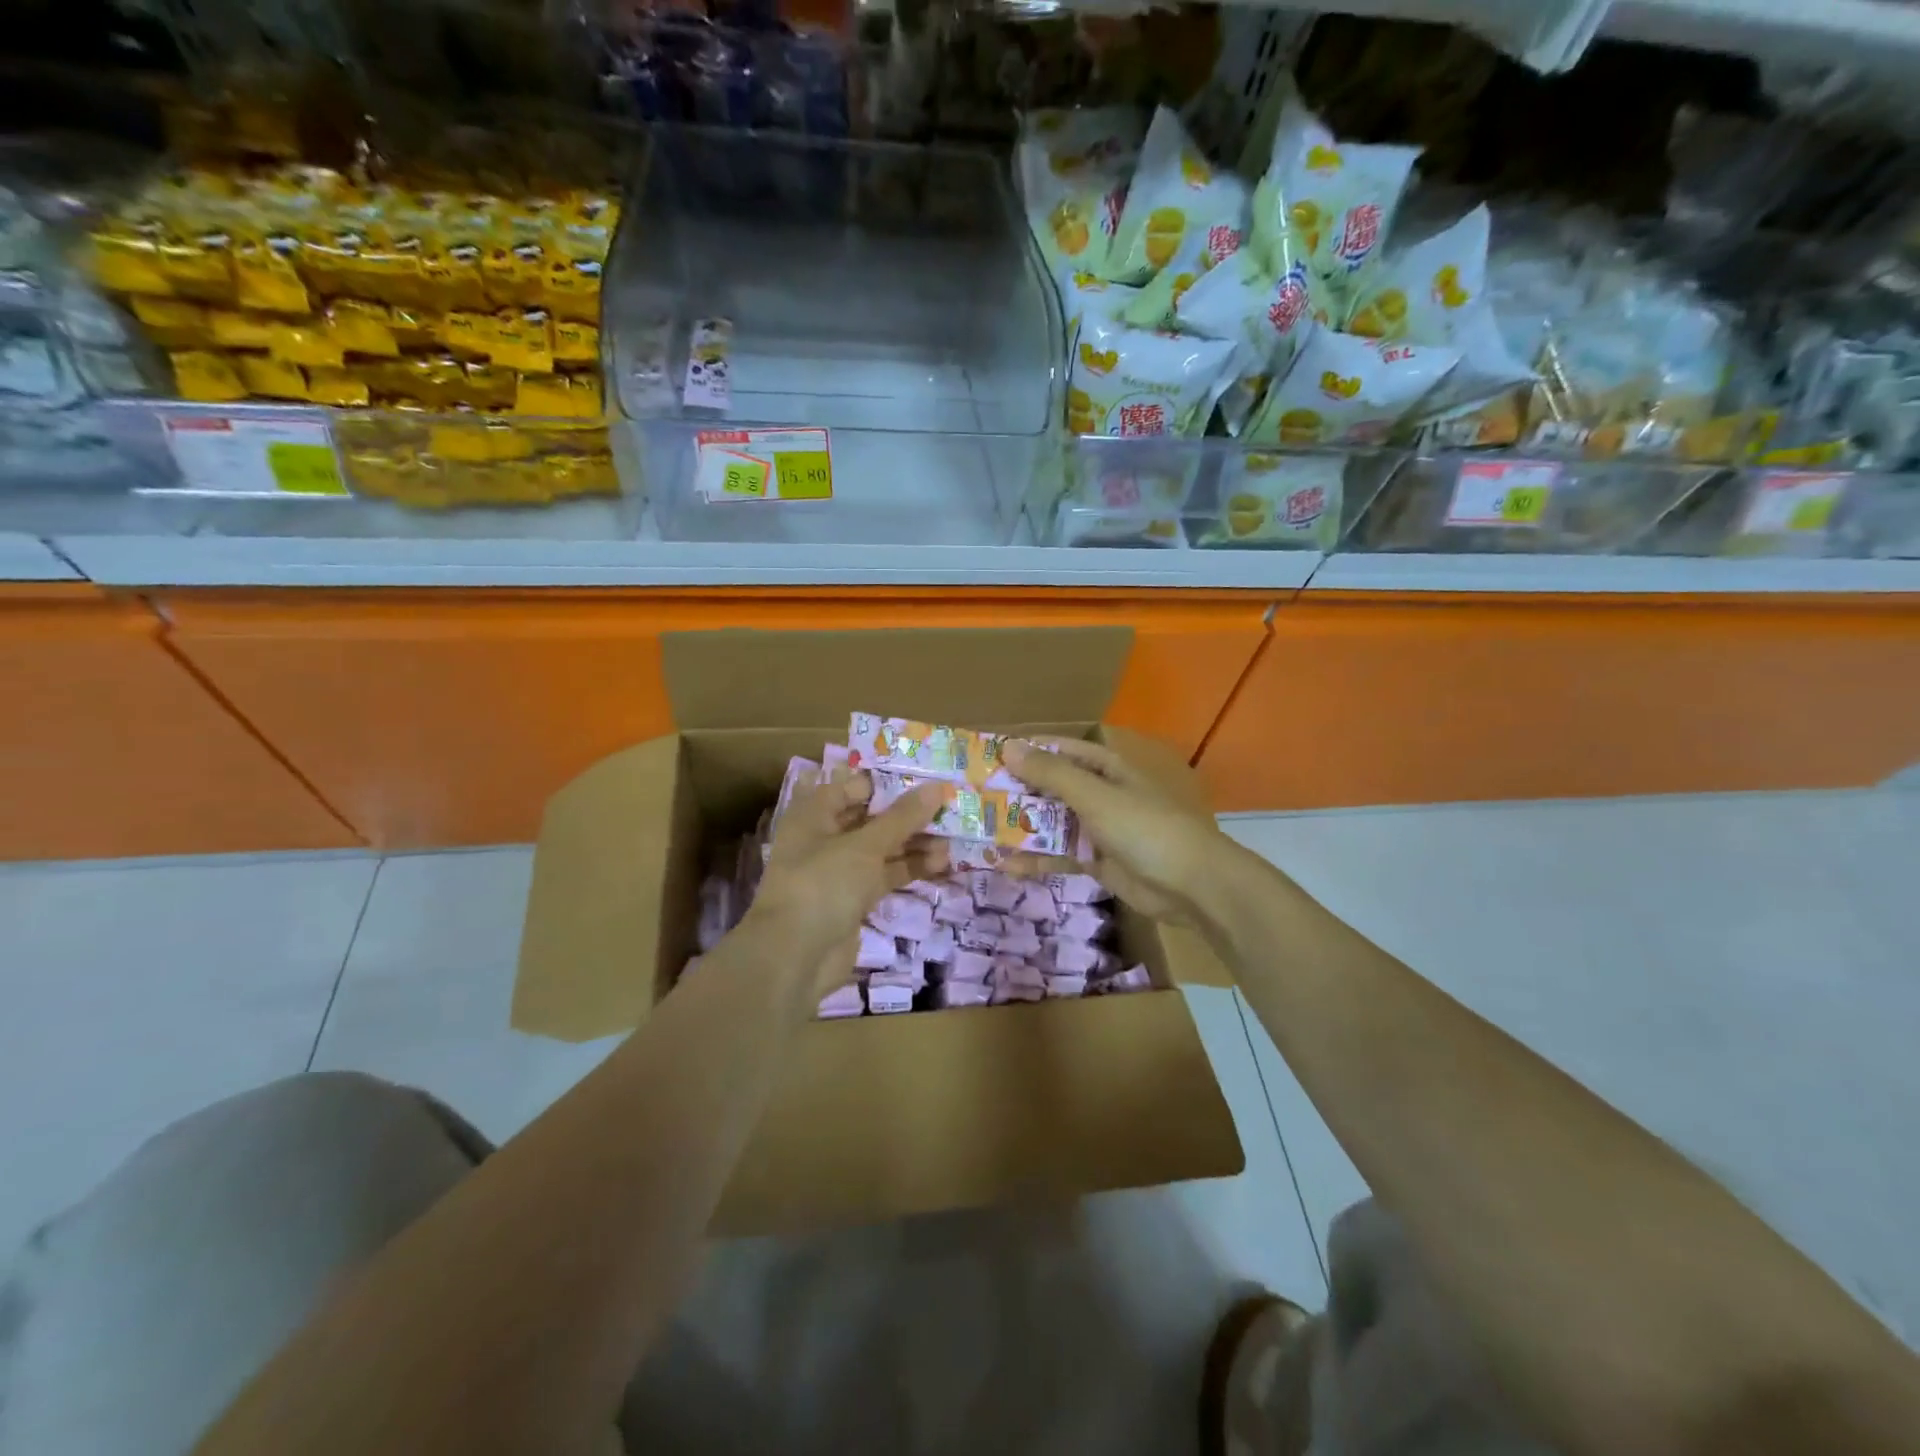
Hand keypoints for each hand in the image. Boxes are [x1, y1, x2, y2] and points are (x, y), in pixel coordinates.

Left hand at [746, 769, 949, 979]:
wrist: (795, 957)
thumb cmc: (823, 884)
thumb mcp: (865, 846)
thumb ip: (902, 817)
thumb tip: (938, 787)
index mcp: (815, 815)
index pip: (853, 787)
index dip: (889, 783)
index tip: (927, 781)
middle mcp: (825, 838)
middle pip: (872, 818)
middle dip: (909, 815)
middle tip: (949, 809)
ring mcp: (840, 871)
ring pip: (883, 849)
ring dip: (915, 844)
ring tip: (953, 840)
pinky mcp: (854, 899)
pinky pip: (886, 876)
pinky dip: (910, 869)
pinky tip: (942, 864)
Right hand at [1001, 737, 1235, 925]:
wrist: (1190, 884)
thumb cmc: (1144, 827)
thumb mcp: (1095, 796)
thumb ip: (1051, 774)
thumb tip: (1008, 748)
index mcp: (1105, 767)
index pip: (1059, 750)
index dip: (1026, 750)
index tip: (988, 756)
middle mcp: (1099, 793)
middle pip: (1050, 787)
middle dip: (1016, 791)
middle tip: (974, 797)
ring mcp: (1097, 828)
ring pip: (1051, 822)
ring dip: (1021, 827)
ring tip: (981, 831)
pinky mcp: (1095, 860)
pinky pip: (1059, 854)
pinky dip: (1036, 859)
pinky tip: (1006, 866)